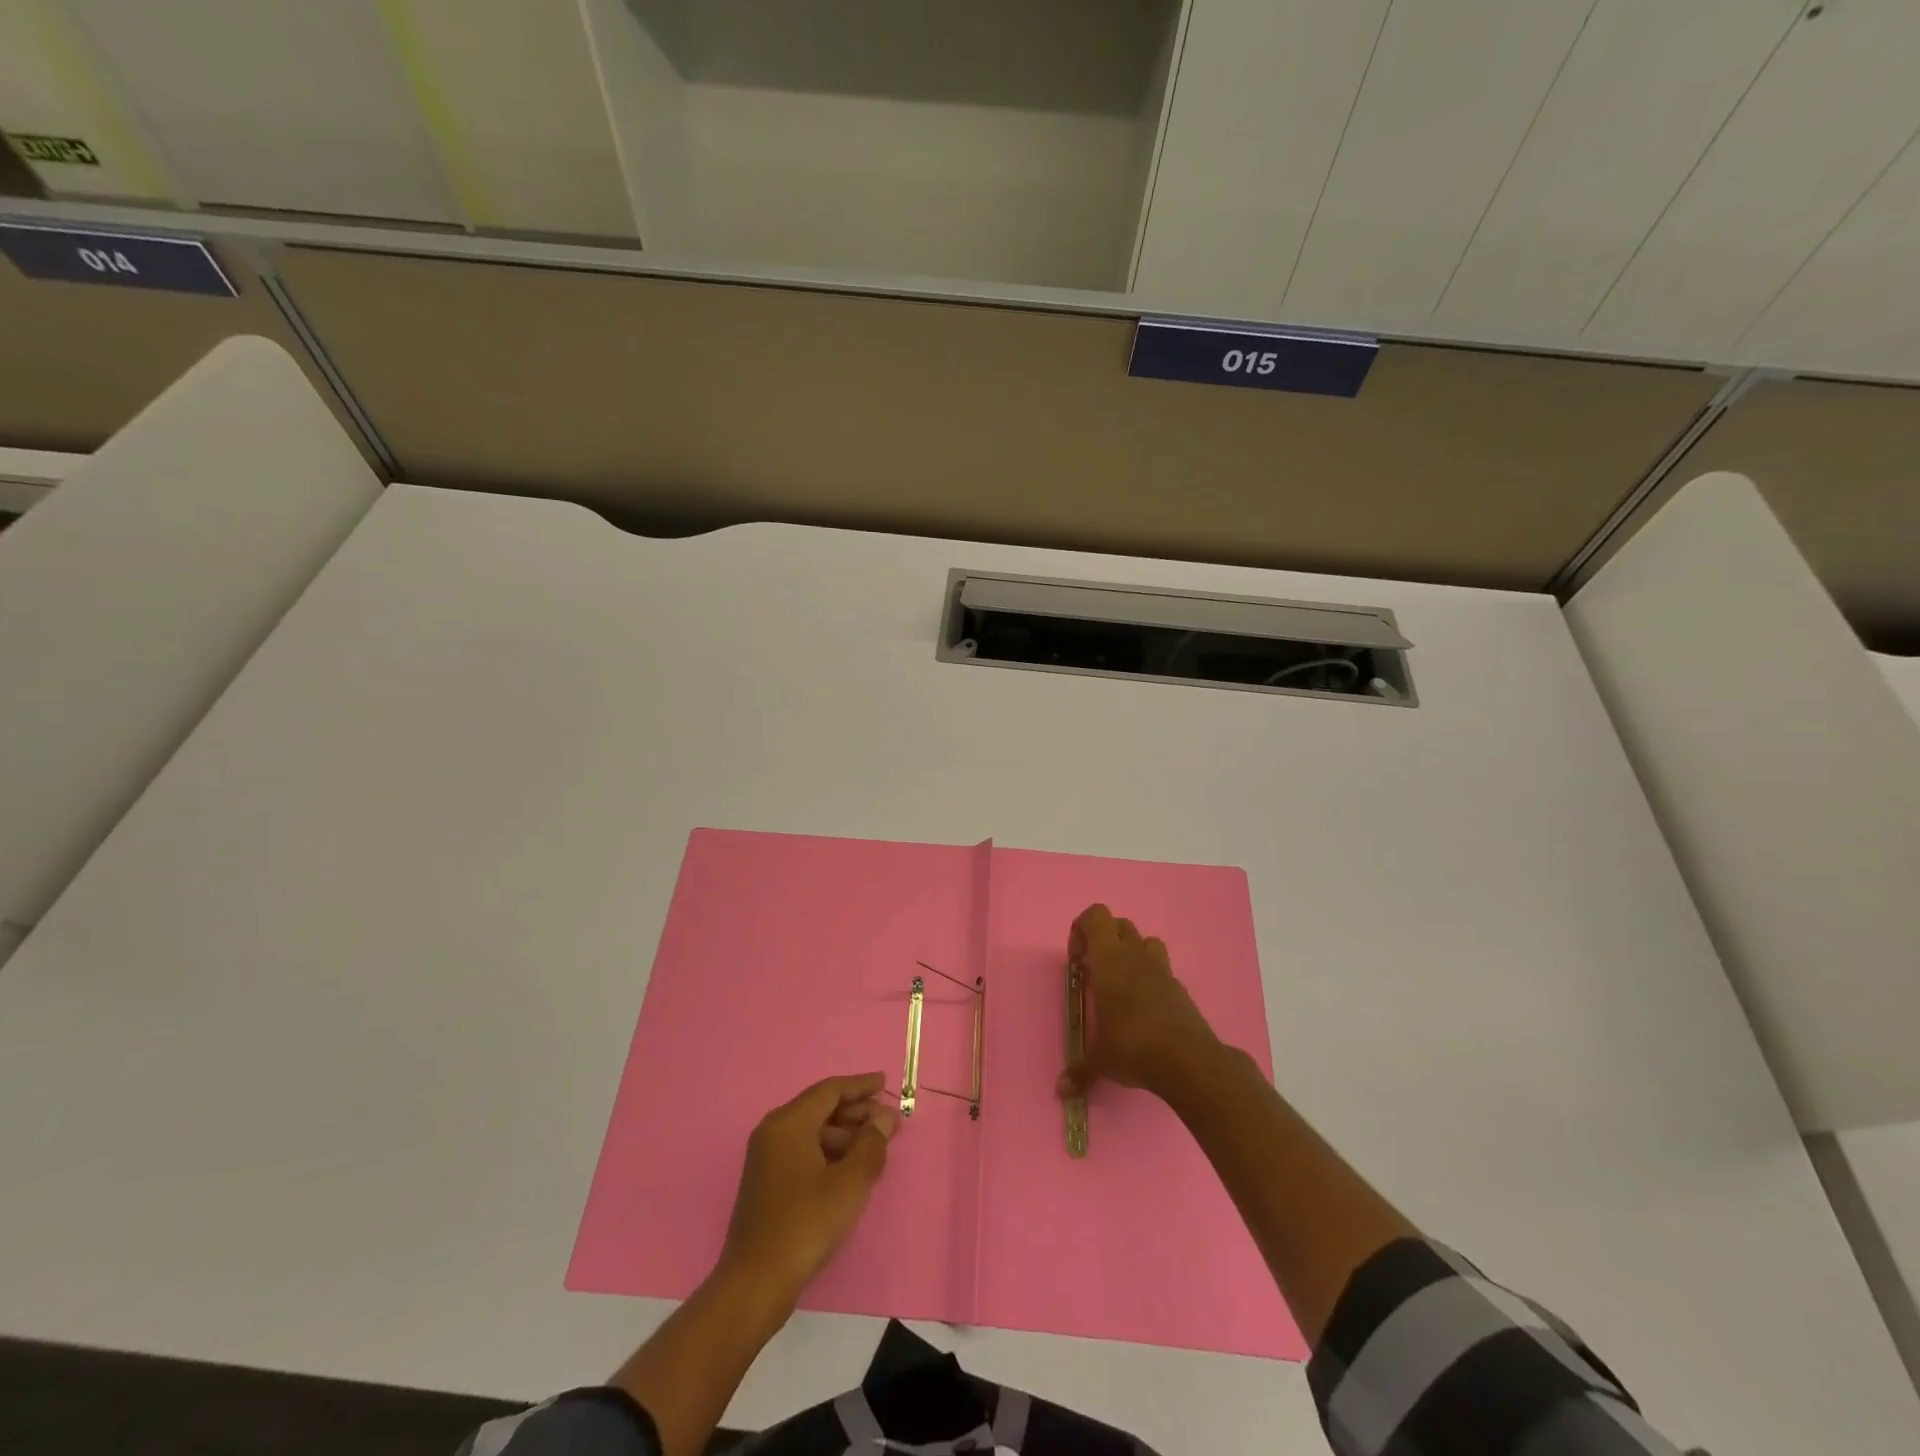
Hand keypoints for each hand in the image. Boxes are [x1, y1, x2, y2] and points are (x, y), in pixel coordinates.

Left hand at [721, 1072, 897, 1303]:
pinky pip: (803, 1151)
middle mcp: (773, 1132)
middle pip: (820, 1109)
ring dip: (845, 1135)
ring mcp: (767, 1158)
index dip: (860, 1086)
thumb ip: (871, 1144)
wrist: (755, 1283)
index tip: (884, 1083)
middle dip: (856, 1112)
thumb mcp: (849, 1183)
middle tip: (887, 1122)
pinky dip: (829, 1152)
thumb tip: (883, 1119)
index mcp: (789, 1123)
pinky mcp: (767, 1183)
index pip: (830, 1091)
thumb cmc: (805, 1224)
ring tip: (875, 1147)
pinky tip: (850, 1169)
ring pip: (812, 1132)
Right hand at [1058, 903, 1221, 1102]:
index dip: (1082, 929)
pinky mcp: (1180, 988)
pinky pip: (1162, 969)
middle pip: (1119, 924)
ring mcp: (1161, 970)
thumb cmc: (1133, 1046)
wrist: (1189, 1061)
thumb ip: (1080, 1070)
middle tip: (1094, 972)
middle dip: (1104, 940)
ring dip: (1130, 953)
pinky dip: (1150, 978)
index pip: (1096, 916)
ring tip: (1120, 984)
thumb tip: (1061, 1091)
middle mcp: (1135, 956)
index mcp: (1110, 960)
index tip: (1077, 960)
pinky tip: (1144, 1009)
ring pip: (1145, 941)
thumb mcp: (1100, 1060)